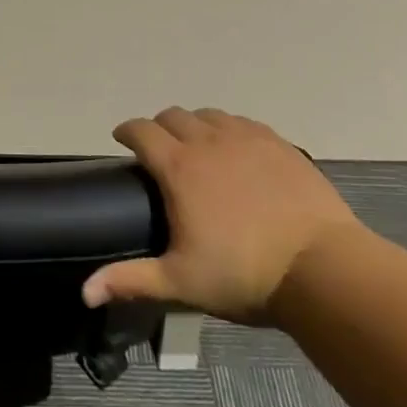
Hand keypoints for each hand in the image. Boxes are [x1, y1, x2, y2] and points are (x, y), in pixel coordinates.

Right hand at [81, 107, 364, 326]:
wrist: (323, 270)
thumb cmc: (244, 275)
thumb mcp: (181, 282)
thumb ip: (130, 280)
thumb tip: (84, 292)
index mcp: (178, 167)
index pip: (141, 131)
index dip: (126, 131)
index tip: (122, 141)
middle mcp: (207, 142)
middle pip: (172, 116)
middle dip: (159, 128)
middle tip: (160, 151)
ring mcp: (246, 138)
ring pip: (209, 115)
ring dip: (195, 125)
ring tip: (198, 149)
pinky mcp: (279, 144)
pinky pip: (243, 123)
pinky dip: (230, 130)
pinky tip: (238, 151)